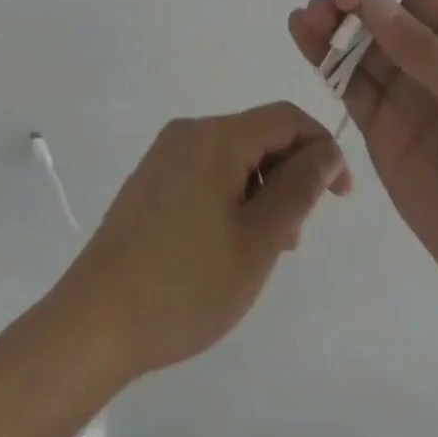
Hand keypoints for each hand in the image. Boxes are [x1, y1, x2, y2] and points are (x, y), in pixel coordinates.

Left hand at [54, 103, 351, 378]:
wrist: (97, 318)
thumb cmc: (186, 282)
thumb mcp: (257, 241)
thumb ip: (297, 189)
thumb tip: (326, 150)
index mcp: (216, 136)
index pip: (284, 118)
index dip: (320, 147)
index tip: (340, 196)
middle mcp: (189, 132)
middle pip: (257, 134)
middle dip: (288, 175)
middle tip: (295, 237)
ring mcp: (166, 154)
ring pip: (232, 156)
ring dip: (261, 190)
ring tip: (265, 250)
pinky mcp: (152, 179)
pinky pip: (206, 171)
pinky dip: (232, 196)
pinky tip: (229, 244)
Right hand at [289, 0, 437, 333]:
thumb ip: (423, 50)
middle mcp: (431, 57)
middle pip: (381, 11)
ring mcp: (403, 92)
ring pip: (358, 42)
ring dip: (332, 22)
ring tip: (310, 16)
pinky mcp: (379, 127)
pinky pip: (347, 82)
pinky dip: (322, 57)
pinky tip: (302, 34)